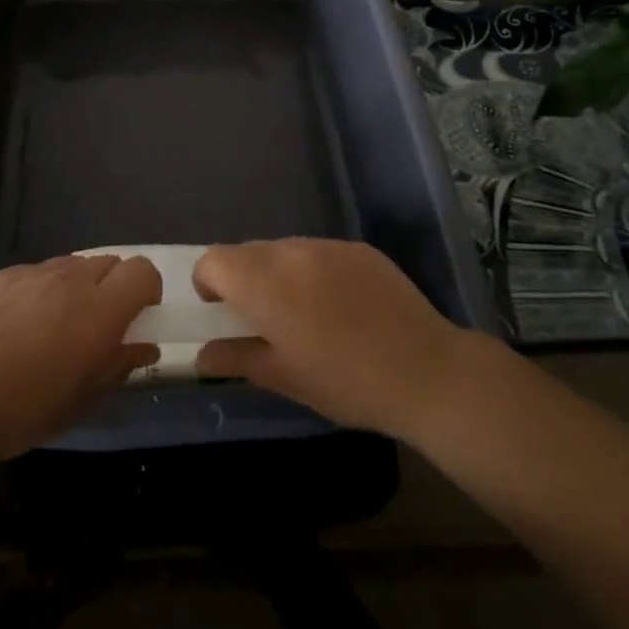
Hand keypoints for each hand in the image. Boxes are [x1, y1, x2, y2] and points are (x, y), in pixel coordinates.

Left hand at [0, 255, 161, 463]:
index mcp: (99, 311)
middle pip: (110, 263)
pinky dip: (40, 291)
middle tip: (95, 328)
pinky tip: (14, 328)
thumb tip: (145, 347)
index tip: (135, 319)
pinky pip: (36, 273)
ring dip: (77, 288)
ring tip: (52, 328)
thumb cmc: (19, 410)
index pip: (143, 271)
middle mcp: (71, 280)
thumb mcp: (78, 401)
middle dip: (113, 289)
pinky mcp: (1, 275)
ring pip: (72, 266)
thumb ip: (117, 366)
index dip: (146, 290)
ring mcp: (33, 273)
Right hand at [193, 239, 474, 439]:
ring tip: (305, 313)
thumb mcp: (284, 377)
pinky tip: (340, 306)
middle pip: (247, 252)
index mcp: (266, 283)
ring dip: (279, 273)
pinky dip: (314, 271)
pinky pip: (319, 252)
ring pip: (284, 249)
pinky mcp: (358, 248)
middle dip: (243, 279)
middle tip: (262, 319)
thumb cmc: (346, 383)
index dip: (208, 284)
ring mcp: (328, 245)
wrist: (426, 371)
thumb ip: (236, 358)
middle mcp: (292, 252)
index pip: (213, 260)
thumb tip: (203, 355)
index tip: (222, 312)